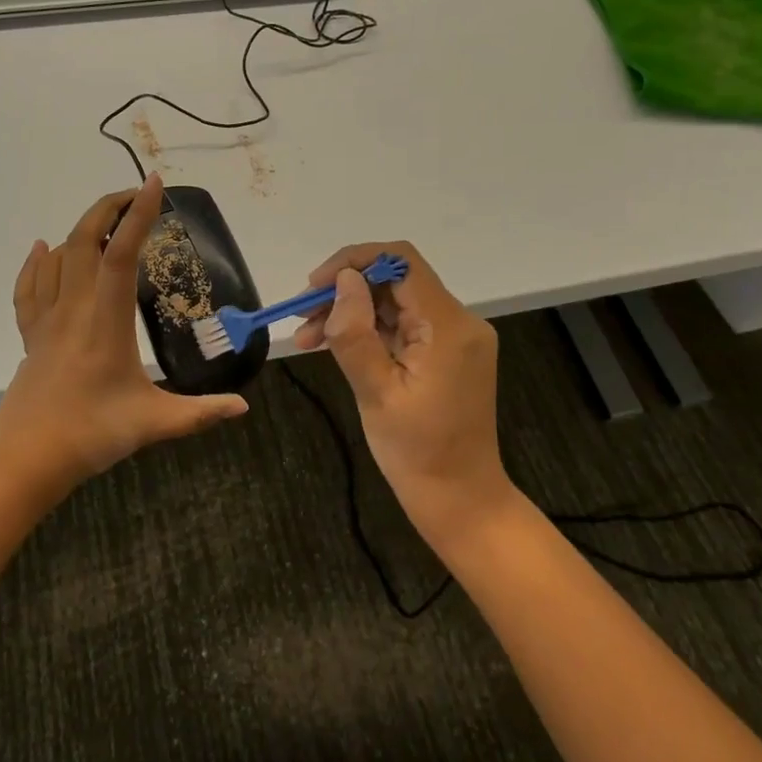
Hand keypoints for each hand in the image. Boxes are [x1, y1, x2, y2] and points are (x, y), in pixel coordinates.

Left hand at [0, 173, 247, 492]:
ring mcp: (46, 320)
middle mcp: (74, 308)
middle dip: (108, 208)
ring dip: (81, 230)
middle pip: (84, 240)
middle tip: (135, 196)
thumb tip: (243, 407)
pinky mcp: (30, 336)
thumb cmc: (91, 435)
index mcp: (106, 320)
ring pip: (57, 257)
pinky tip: (43, 249)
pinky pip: (29, 286)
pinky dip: (37, 262)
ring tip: (106, 222)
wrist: (25, 460)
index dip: (139, 215)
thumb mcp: (154, 423)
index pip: (122, 254)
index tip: (154, 185)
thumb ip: (201, 413)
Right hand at [294, 242, 512, 542]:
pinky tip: (332, 344)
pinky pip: (403, 325)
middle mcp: (458, 321)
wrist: (459, 499)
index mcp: (448, 326)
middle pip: (396, 280)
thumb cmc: (416, 452)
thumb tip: (344, 281)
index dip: (354, 261)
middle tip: (302, 316)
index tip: (314, 286)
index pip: (401, 262)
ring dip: (351, 311)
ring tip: (307, 337)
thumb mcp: (376, 392)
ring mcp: (454, 337)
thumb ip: (355, 333)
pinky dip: (368, 330)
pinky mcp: (446, 353)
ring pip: (395, 302)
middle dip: (345, 290)